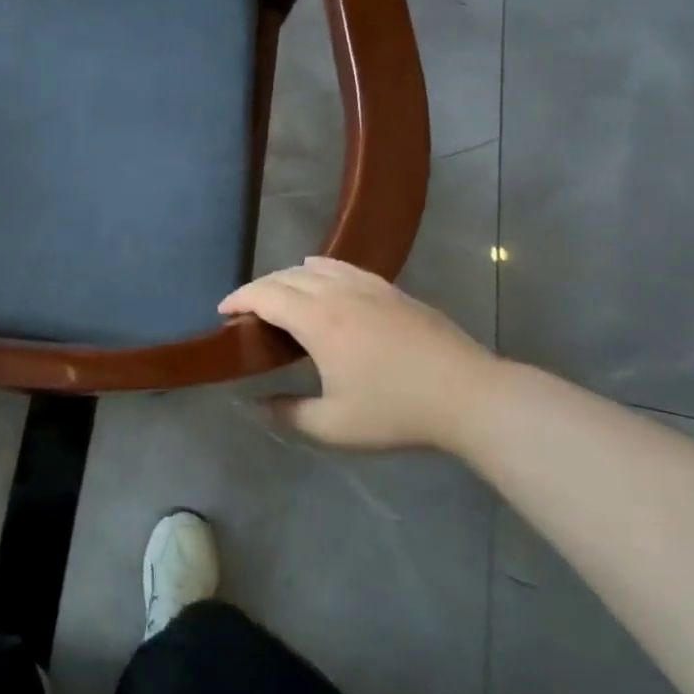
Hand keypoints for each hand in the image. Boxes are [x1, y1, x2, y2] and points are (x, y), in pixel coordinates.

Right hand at [219, 256, 502, 451]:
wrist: (470, 396)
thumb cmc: (397, 411)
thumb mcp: (334, 426)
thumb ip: (288, 413)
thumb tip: (255, 404)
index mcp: (318, 320)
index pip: (265, 295)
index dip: (238, 299)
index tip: (222, 312)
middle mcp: (337, 292)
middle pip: (285, 277)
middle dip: (258, 288)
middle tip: (245, 310)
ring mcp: (368, 287)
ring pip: (314, 267)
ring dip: (287, 277)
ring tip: (278, 296)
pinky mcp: (392, 290)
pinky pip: (344, 267)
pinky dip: (320, 269)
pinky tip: (322, 279)